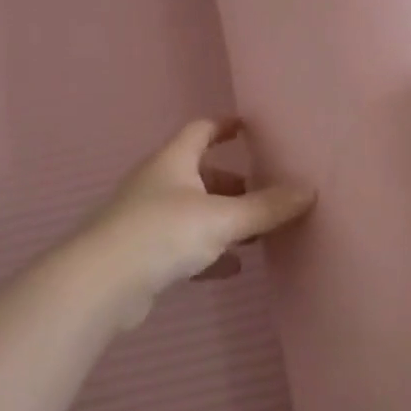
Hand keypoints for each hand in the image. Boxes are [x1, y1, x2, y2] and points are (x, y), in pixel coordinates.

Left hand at [76, 118, 315, 325]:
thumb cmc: (163, 233)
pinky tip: (232, 268)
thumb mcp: (222, 218)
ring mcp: (146, 219)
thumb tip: (309, 190)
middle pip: (199, 174)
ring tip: (256, 233)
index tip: (248, 127)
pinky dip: (209, 252)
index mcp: (173, 161)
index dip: (225, 126)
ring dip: (222, 219)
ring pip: (193, 211)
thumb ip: (266, 207)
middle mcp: (158, 184)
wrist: (101, 284)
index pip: (200, 130)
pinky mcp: (142, 255)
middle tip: (265, 193)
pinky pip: (184, 246)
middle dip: (232, 182)